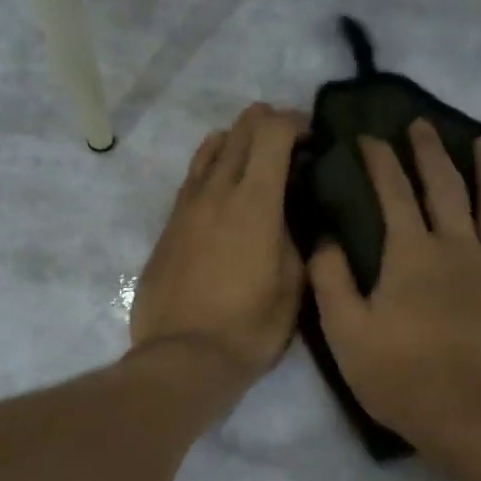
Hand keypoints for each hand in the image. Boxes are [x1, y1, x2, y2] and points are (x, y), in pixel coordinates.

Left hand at [130, 103, 304, 380]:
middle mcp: (216, 192)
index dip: (295, 123)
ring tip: (254, 160)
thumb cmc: (249, 328)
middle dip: (266, 123)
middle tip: (288, 143)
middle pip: (239, 131)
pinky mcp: (167, 227)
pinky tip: (221, 187)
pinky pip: (192, 179)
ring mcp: (186, 207)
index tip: (312, 137)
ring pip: (209, 150)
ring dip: (236, 142)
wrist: (183, 357)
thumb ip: (295, 241)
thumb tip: (290, 217)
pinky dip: (212, 168)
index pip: (271, 133)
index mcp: (254, 203)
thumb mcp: (293, 287)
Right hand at [309, 120, 480, 455]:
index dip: (379, 161)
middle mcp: (458, 244)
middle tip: (422, 125)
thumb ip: (331, 281)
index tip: (369, 138)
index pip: (392, 192)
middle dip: (430, 151)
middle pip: (445, 185)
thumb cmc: (401, 377)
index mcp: (411, 253)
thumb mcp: (345, 333)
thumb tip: (324, 238)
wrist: (469, 415)